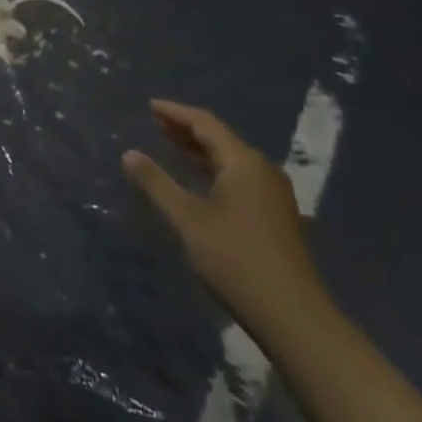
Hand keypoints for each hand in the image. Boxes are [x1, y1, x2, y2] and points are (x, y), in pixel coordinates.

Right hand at [122, 99, 330, 345]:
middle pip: (220, 138)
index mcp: (243, 162)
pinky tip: (201, 181)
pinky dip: (214, 169)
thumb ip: (157, 184)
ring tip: (171, 144)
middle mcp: (262, 169)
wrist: (292, 315)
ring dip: (200, 150)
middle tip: (156, 122)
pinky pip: (240, 177)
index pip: (205, 123)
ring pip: (231, 159)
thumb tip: (129, 154)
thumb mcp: (188, 220)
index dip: (176, 112)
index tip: (150, 106)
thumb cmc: (235, 260)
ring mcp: (273, 193)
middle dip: (186, 129)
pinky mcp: (276, 214)